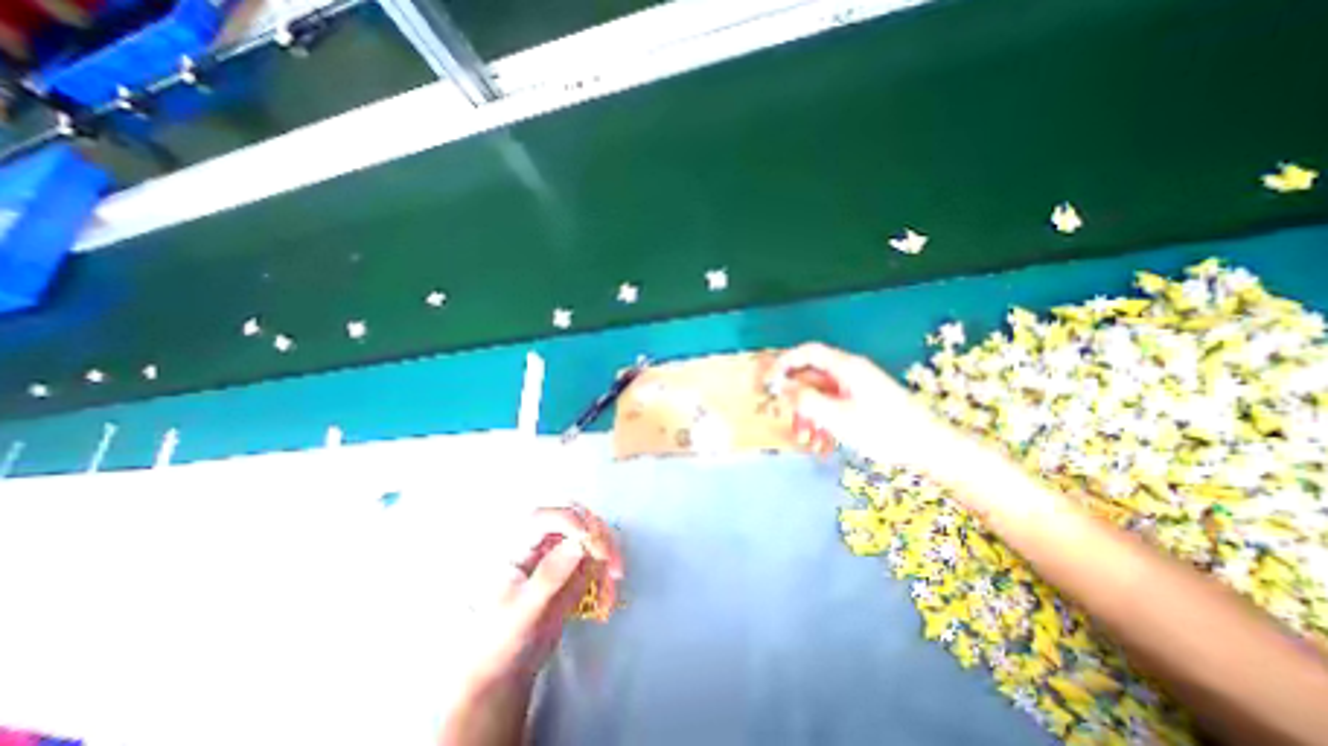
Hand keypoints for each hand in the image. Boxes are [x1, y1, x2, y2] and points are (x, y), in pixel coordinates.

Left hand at [467, 504, 621, 690]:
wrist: (501, 675)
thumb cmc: (498, 643)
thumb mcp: (522, 612)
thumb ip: (549, 576)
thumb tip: (578, 543)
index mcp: (516, 546)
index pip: (542, 517)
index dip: (568, 519)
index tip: (588, 538)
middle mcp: (539, 542)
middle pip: (575, 518)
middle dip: (598, 535)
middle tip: (609, 560)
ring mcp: (559, 553)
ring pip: (593, 536)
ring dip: (608, 557)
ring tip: (611, 586)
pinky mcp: (574, 568)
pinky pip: (599, 560)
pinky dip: (608, 575)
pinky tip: (607, 600)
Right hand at [764, 341, 961, 469]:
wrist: (929, 448)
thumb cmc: (882, 429)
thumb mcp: (837, 416)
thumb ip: (805, 399)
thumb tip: (780, 386)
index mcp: (846, 367)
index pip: (808, 353)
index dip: (785, 362)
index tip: (768, 380)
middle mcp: (850, 372)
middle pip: (812, 375)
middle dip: (795, 396)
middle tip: (783, 413)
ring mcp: (857, 388)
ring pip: (821, 394)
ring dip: (808, 412)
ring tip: (805, 436)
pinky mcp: (862, 403)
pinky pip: (833, 405)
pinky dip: (823, 419)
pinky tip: (821, 441)